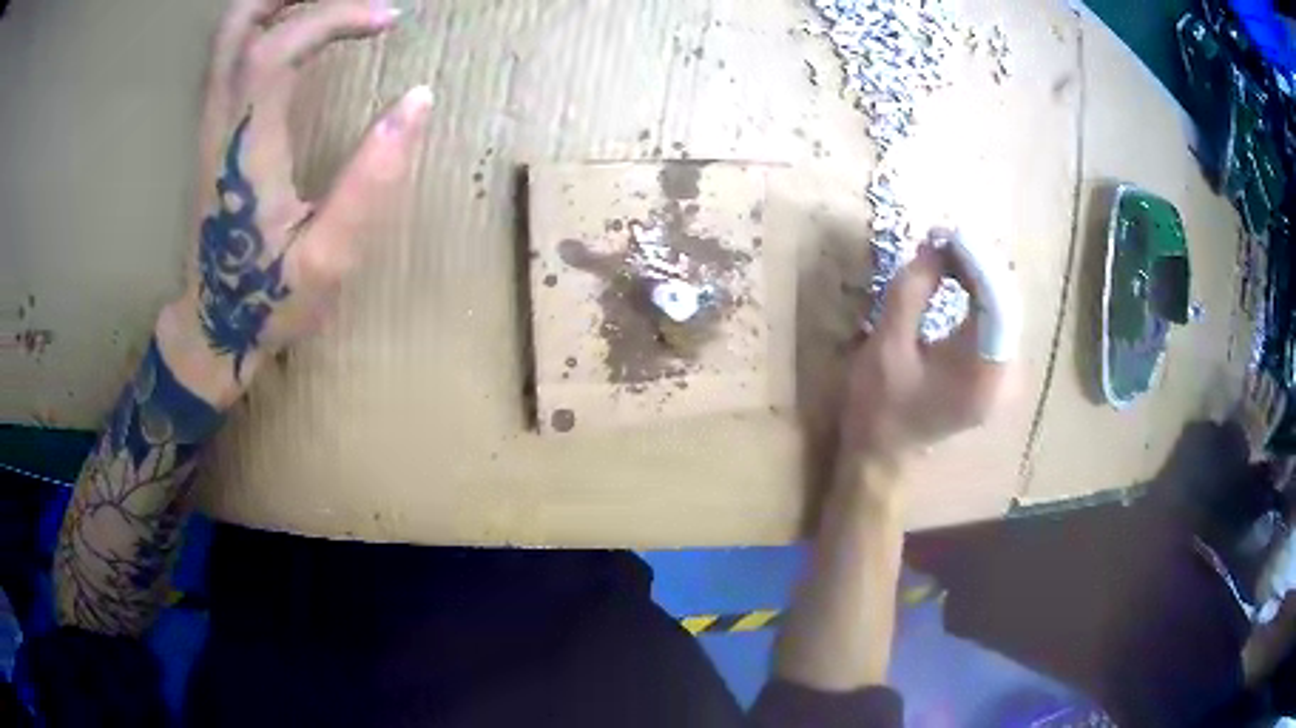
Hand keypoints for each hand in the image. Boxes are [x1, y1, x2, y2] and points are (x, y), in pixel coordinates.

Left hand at [157, 0, 431, 407]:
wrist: (212, 330)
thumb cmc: (267, 301)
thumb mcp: (328, 259)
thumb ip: (371, 180)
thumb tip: (418, 99)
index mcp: (248, 148)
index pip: (279, 48)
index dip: (336, 17)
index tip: (389, 20)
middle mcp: (221, 123)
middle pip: (239, 25)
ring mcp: (211, 125)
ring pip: (229, 36)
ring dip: (278, 3)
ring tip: (330, 0)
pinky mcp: (213, 132)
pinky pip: (232, 56)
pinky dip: (267, 25)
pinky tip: (300, 30)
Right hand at [839, 235, 1010, 465]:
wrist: (881, 455)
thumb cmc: (879, 408)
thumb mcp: (887, 346)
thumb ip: (911, 292)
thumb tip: (935, 246)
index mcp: (984, 376)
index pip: (995, 303)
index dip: (975, 260)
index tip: (945, 232)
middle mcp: (1006, 375)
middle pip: (1005, 301)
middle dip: (976, 262)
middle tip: (941, 237)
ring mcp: (1005, 374)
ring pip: (1002, 307)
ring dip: (977, 274)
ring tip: (946, 249)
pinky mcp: (996, 370)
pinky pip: (995, 319)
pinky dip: (977, 293)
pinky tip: (957, 276)